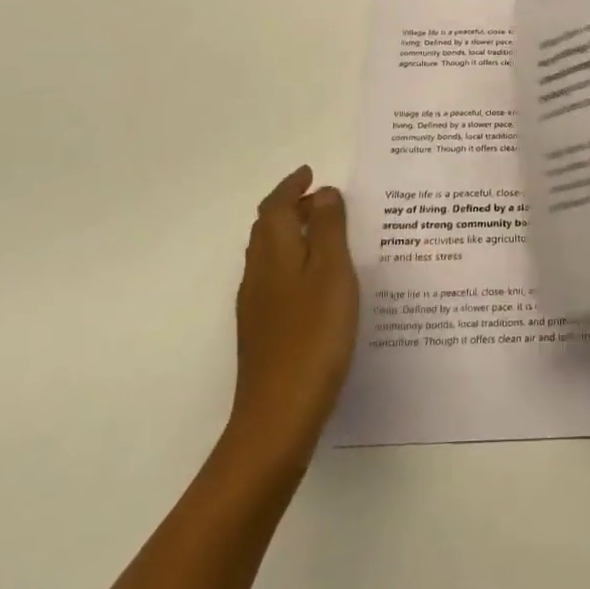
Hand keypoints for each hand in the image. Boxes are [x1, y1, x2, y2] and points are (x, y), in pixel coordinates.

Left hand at [223, 166, 359, 475]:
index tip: (309, 172)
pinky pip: (275, 279)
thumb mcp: (332, 273)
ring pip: (270, 255)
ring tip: (322, 232)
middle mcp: (259, 275)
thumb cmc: (314, 336)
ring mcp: (257, 307)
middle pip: (268, 229)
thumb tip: (322, 192)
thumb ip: (329, 229)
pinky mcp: (263, 332)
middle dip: (289, 207)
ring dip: (291, 234)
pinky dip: (293, 263)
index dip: (291, 187)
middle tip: (320, 197)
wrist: (279, 415)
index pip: (276, 208)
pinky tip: (315, 282)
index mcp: (276, 254)